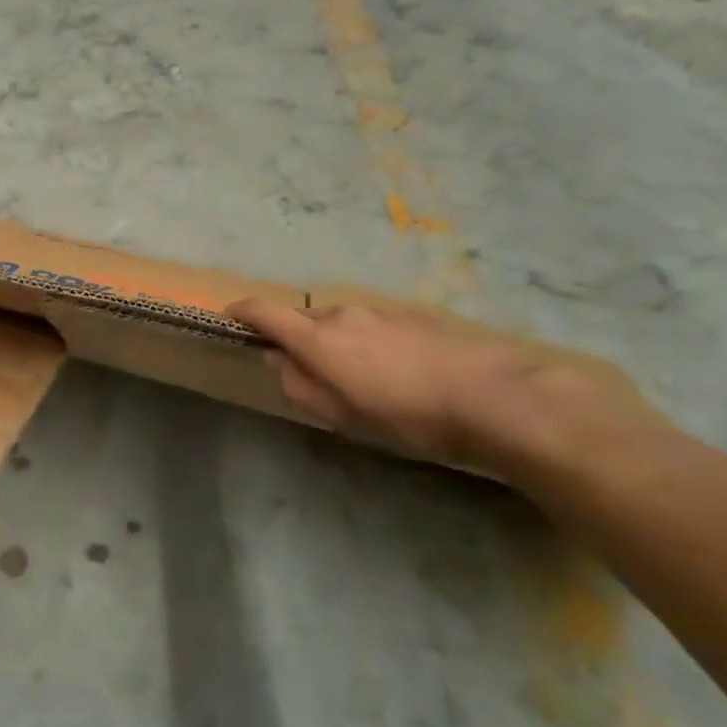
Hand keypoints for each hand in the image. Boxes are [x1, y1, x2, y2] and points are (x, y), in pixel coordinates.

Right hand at [228, 297, 654, 481]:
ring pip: (341, 322)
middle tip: (311, 376)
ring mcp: (381, 311)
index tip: (231, 318)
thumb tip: (281, 363)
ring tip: (360, 380)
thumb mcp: (344, 415)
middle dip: (298, 340)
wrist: (496, 396)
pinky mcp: (413, 316)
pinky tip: (395, 373)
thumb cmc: (409, 415)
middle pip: (305, 319)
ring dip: (336, 343)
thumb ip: (303, 387)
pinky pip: (372, 325)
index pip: (265, 312)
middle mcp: (343, 314)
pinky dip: (367, 343)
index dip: (242, 313)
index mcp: (318, 338)